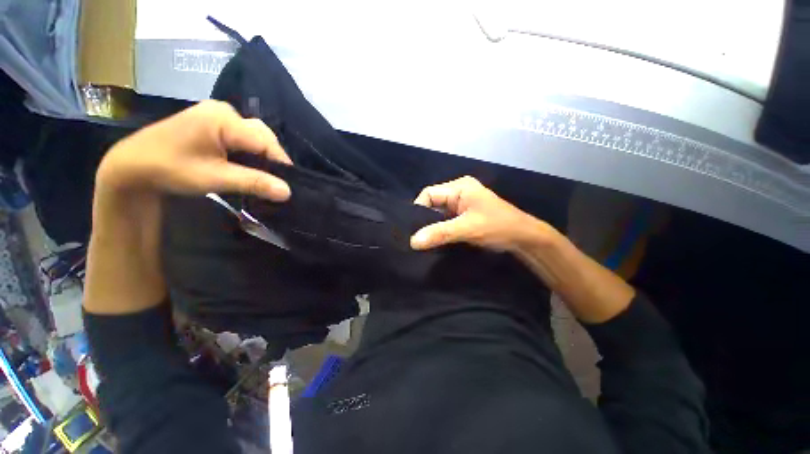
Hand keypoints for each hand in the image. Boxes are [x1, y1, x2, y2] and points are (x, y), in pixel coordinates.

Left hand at [96, 100, 291, 200]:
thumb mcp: (215, 178)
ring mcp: (217, 115)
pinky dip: (250, 153)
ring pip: (254, 137)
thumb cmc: (169, 169)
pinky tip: (249, 167)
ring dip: (262, 157)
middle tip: (276, 182)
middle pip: (262, 136)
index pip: (265, 141)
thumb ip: (254, 182)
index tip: (289, 185)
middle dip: (272, 159)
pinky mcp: (212, 123)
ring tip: (265, 176)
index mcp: (223, 119)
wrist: (131, 166)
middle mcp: (224, 111)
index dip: (281, 163)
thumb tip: (288, 192)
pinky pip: (242, 137)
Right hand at [410, 176, 554, 251]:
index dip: (418, 209)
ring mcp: (462, 205)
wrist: (524, 239)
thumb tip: (412, 241)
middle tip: (415, 236)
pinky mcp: (464, 216)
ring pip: (438, 213)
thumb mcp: (468, 229)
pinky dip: (439, 229)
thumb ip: (440, 233)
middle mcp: (458, 192)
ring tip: (422, 240)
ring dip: (432, 226)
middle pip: (432, 203)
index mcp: (459, 187)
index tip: (412, 228)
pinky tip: (434, 240)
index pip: (429, 193)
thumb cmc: (498, 227)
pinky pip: (445, 220)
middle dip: (424, 219)